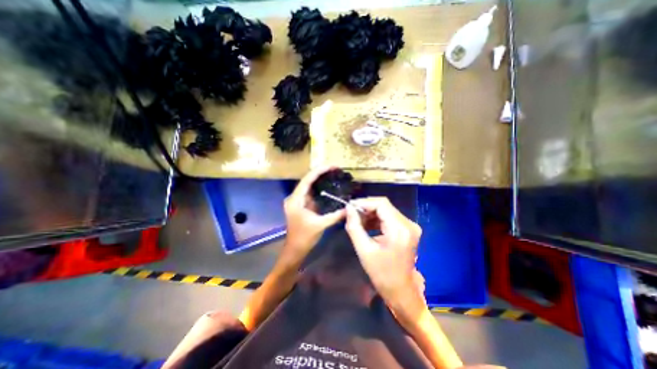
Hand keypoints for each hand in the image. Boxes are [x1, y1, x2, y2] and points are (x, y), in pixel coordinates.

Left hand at [282, 165, 345, 263]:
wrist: (295, 249)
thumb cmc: (304, 237)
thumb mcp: (320, 225)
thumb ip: (335, 215)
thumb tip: (349, 208)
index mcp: (296, 200)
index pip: (307, 180)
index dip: (319, 171)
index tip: (331, 166)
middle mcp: (295, 197)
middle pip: (308, 181)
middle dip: (321, 174)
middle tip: (335, 169)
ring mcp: (297, 201)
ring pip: (309, 187)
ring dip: (320, 180)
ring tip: (333, 174)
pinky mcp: (302, 206)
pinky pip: (311, 194)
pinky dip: (320, 190)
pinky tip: (329, 187)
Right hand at [342, 197, 422, 312]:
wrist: (401, 291)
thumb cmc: (382, 274)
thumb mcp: (364, 250)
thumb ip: (354, 227)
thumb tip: (348, 208)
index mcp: (400, 229)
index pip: (381, 204)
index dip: (364, 202)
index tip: (350, 207)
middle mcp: (409, 224)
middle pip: (384, 206)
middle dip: (366, 208)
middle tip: (352, 215)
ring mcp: (410, 227)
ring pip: (386, 211)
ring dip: (371, 214)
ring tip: (358, 222)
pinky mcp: (408, 230)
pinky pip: (390, 218)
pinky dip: (377, 219)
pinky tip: (368, 226)